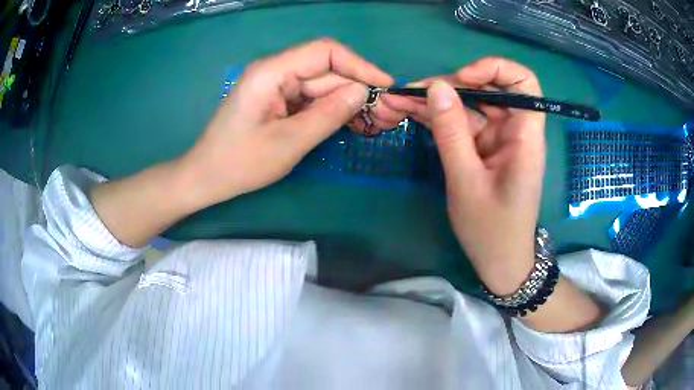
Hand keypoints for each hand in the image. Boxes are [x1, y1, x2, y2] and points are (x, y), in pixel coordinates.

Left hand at [178, 39, 393, 207]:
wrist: (206, 177)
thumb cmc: (240, 163)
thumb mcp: (288, 143)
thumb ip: (328, 115)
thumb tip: (362, 92)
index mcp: (272, 72)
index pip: (324, 52)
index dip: (359, 65)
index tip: (386, 85)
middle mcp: (274, 71)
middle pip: (324, 70)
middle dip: (354, 87)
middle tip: (383, 112)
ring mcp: (275, 85)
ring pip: (320, 85)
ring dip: (344, 101)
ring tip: (370, 120)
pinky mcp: (276, 100)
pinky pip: (309, 98)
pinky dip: (328, 109)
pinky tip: (346, 122)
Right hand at [410, 58, 546, 294]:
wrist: (499, 262)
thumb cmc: (492, 230)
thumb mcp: (467, 181)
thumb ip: (451, 132)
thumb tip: (436, 87)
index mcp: (525, 136)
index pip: (523, 82)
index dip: (494, 69)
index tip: (462, 78)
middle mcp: (514, 131)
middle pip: (488, 90)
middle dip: (449, 86)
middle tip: (410, 92)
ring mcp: (498, 140)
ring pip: (469, 106)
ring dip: (435, 102)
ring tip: (398, 99)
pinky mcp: (483, 150)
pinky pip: (462, 125)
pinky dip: (438, 119)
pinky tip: (410, 113)